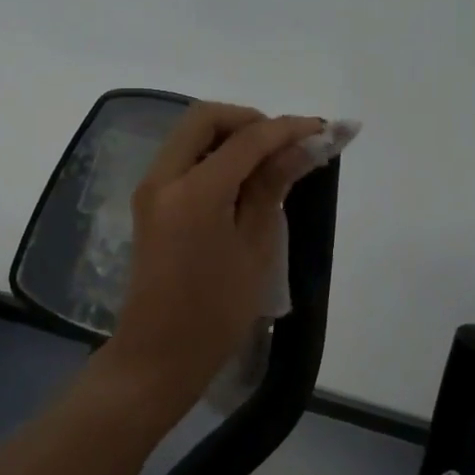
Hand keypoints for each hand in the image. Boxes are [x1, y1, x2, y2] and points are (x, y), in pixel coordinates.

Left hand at [102, 103, 323, 407]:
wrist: (158, 356)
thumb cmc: (216, 312)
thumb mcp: (256, 248)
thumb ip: (273, 187)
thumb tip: (304, 146)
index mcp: (194, 191)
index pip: (247, 139)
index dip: (289, 129)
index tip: (325, 129)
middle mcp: (163, 178)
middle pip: (206, 119)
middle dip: (250, 121)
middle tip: (287, 144)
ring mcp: (151, 189)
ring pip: (191, 136)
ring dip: (230, 136)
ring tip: (271, 161)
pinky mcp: (150, 204)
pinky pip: (183, 159)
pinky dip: (213, 155)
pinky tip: (243, 179)